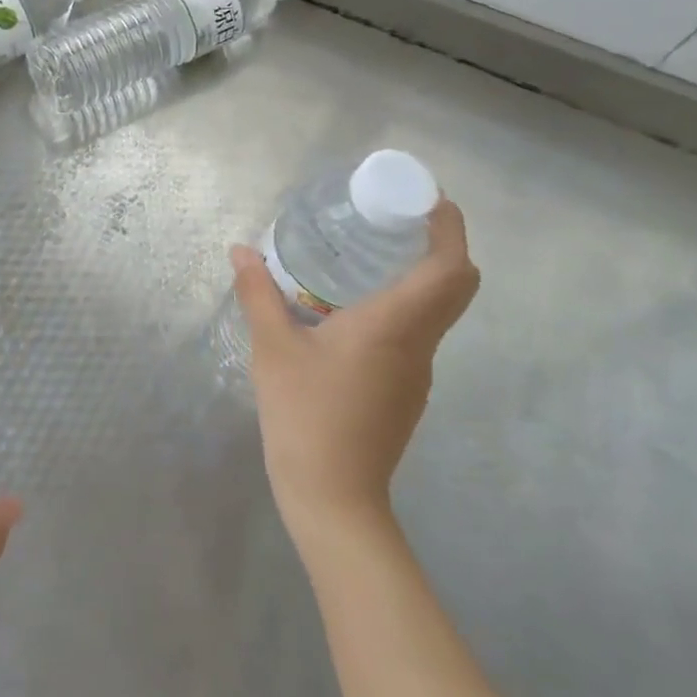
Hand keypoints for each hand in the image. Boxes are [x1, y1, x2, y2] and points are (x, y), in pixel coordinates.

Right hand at [231, 200, 478, 542]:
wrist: (333, 497)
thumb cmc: (305, 415)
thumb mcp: (273, 348)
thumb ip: (258, 293)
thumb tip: (240, 250)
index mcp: (395, 326)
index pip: (450, 268)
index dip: (449, 228)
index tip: (427, 199)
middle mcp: (419, 345)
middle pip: (456, 286)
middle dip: (440, 245)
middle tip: (395, 220)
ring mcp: (417, 372)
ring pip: (437, 311)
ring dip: (419, 276)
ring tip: (368, 254)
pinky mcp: (405, 391)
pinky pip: (416, 333)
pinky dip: (402, 306)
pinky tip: (352, 309)